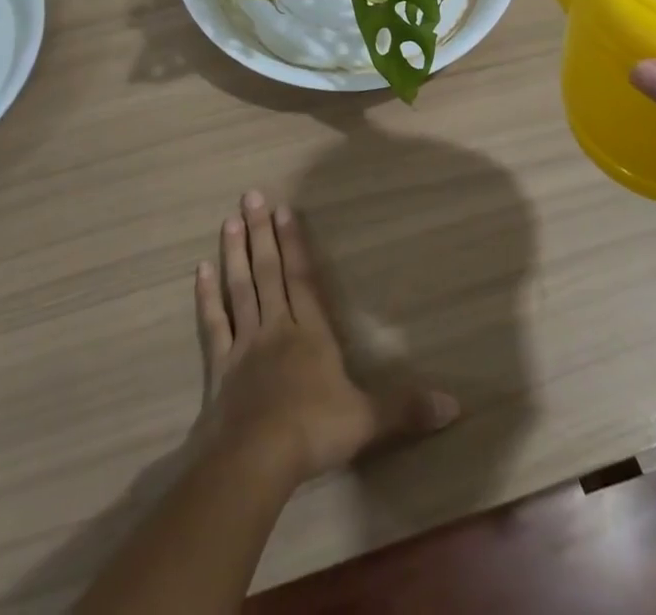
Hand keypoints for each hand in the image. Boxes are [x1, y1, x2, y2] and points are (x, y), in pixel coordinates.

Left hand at [192, 189, 458, 487]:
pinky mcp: (219, 366)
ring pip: (240, 288)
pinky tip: (200, 270)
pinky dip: (206, 297)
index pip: (303, 278)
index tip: (284, 208)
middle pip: (269, 272)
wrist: (256, 459)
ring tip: (230, 220)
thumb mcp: (367, 420)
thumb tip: (455, 405)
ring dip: (235, 253)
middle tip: (251, 195)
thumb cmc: (314, 432)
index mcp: (311, 333)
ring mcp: (245, 344)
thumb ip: (406, 408)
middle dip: (262, 233)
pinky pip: (213, 324)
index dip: (294, 243)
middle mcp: (277, 328)